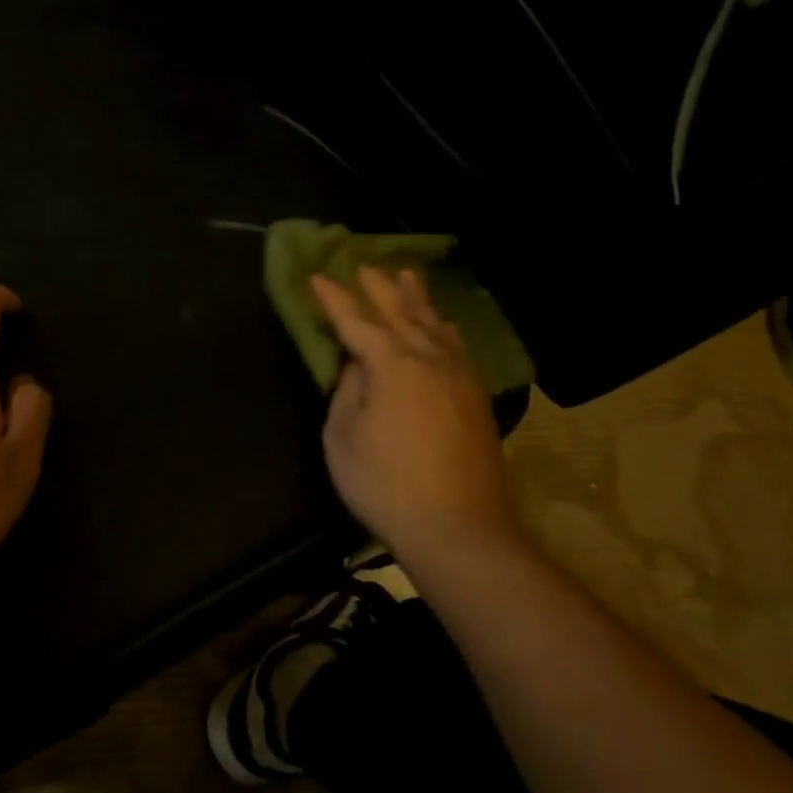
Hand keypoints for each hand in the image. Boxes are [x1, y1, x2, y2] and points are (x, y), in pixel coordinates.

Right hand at [312, 267, 520, 563]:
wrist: (458, 528)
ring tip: (407, 277)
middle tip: (364, 264)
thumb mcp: (343, 437)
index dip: (334, 299)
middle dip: (379, 287)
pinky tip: (441, 326)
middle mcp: (431, 359)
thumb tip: (358, 365)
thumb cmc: (385, 483)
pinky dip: (441, 326)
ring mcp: (460, 377)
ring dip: (417, 298)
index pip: (357, 321)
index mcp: (393, 365)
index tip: (316, 276)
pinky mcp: (476, 398)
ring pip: (435, 324)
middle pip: (402, 312)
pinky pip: (455, 345)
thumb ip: (348, 391)